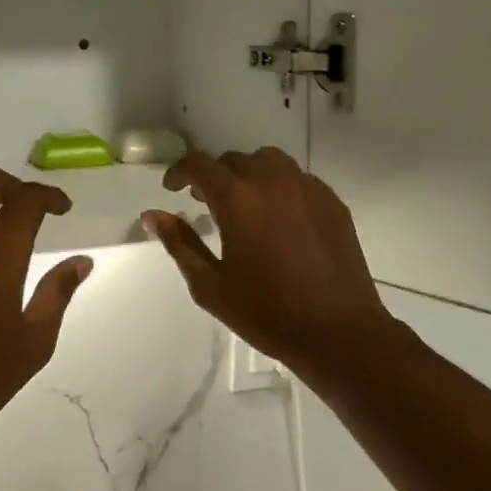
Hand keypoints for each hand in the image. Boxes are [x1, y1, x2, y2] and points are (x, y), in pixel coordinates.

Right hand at [144, 148, 398, 384]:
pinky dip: (280, 187)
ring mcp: (308, 188)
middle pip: (235, 160)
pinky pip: (298, 179)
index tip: (172, 188)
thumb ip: (180, 244)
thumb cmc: (266, 313)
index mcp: (238, 199)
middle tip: (205, 203)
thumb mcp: (210, 285)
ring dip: (249, 175)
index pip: (199, 164)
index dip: (179, 171)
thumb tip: (153, 215)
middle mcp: (273, 181)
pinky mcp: (332, 202)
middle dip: (214, 176)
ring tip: (244, 205)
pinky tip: (279, 218)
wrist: (337, 330)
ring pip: (270, 162)